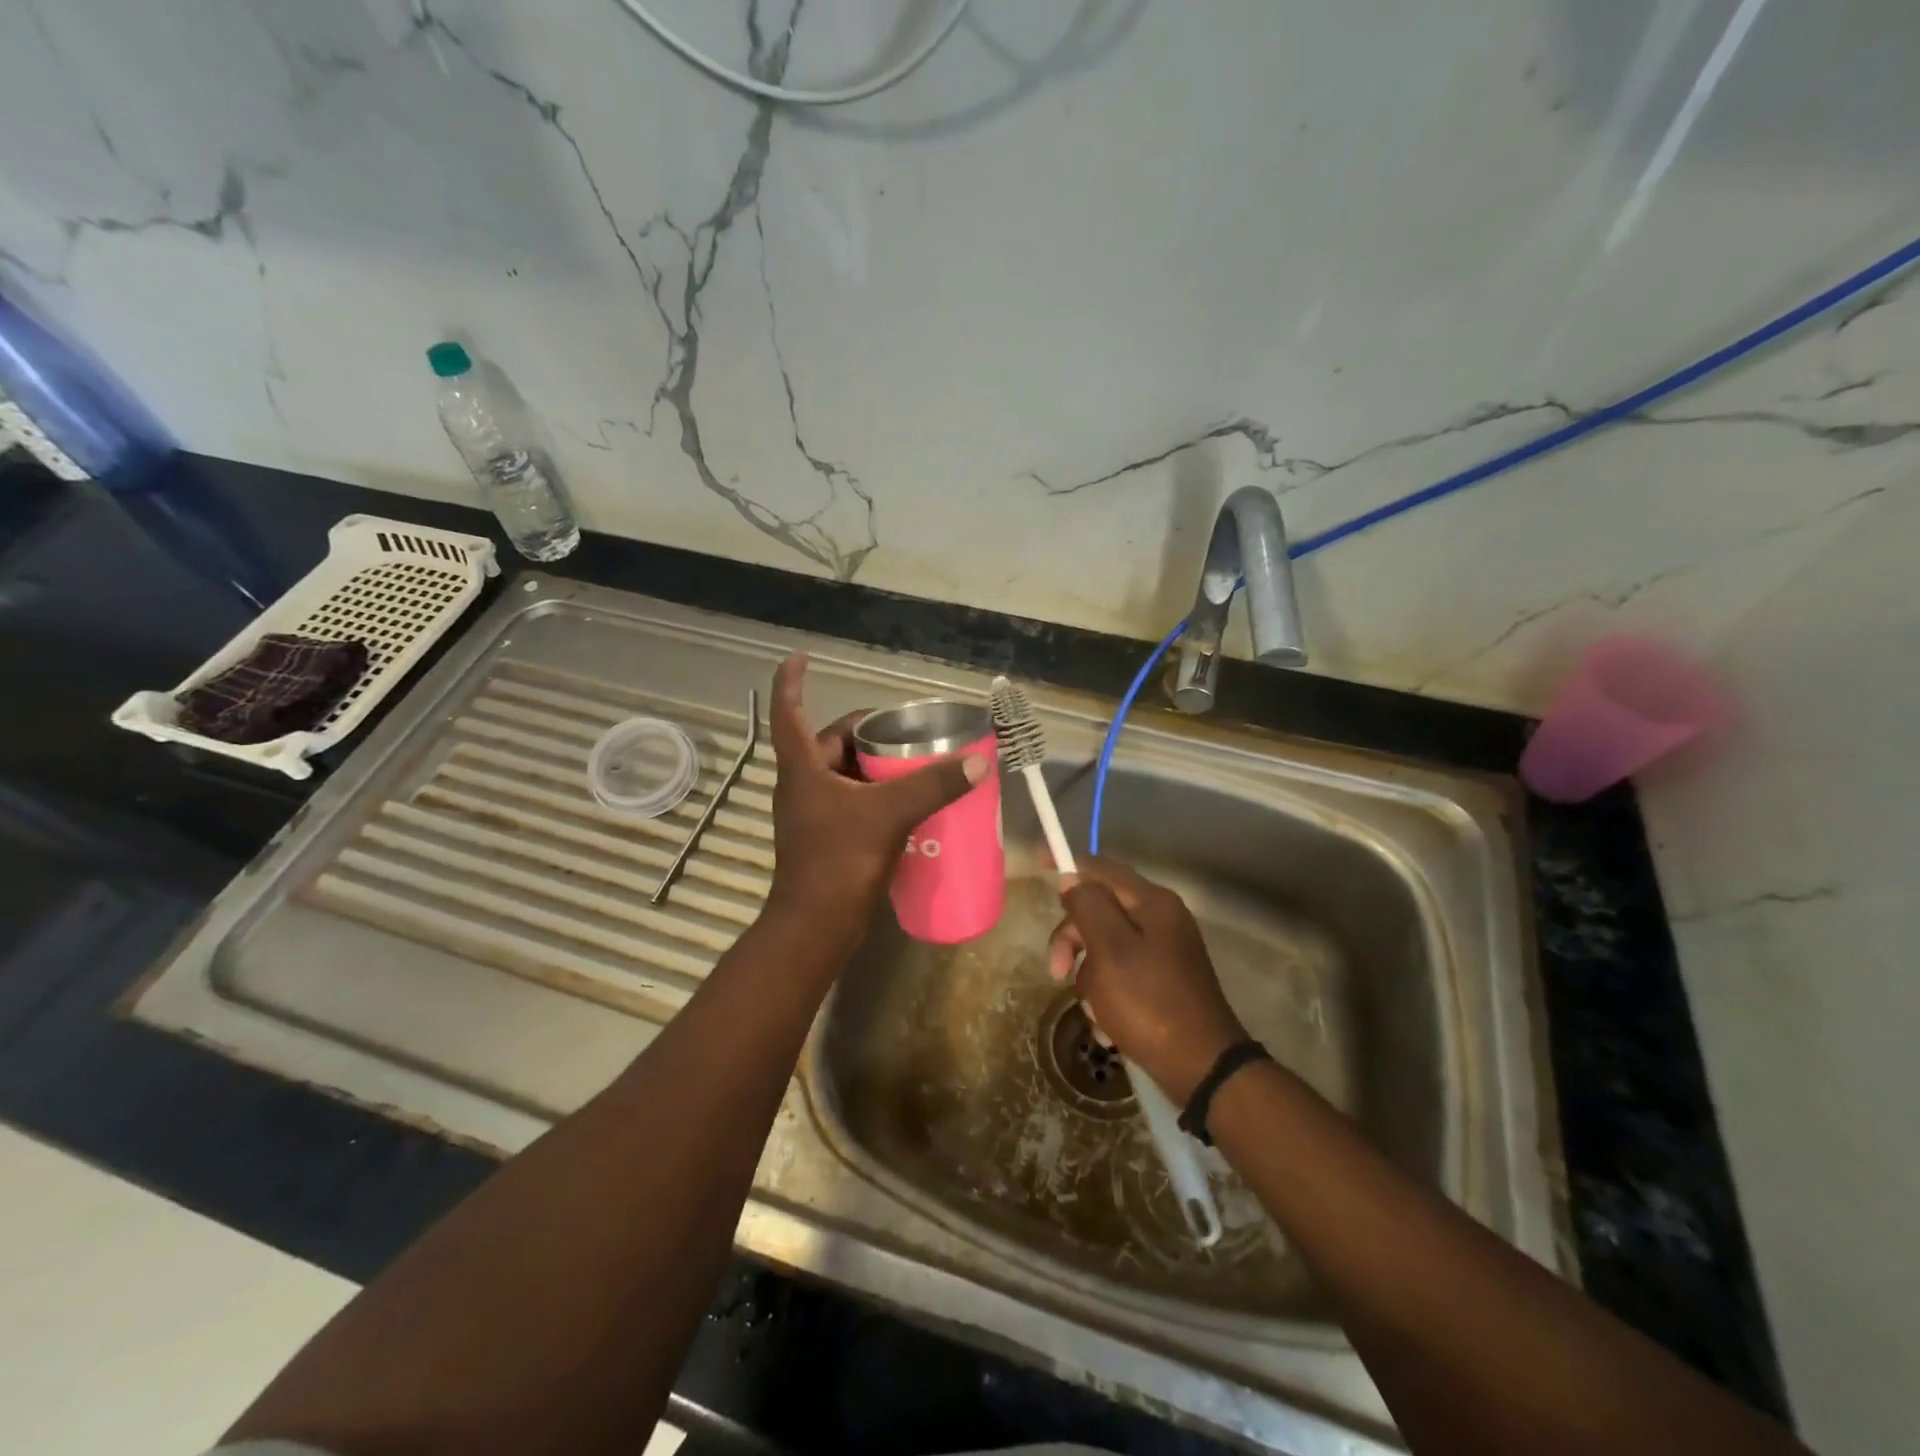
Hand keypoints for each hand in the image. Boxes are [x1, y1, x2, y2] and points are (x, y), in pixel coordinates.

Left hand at [765, 653, 989, 952]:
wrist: (816, 927)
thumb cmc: (839, 861)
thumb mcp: (889, 815)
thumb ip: (933, 785)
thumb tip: (977, 762)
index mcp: (802, 768)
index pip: (788, 711)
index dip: (791, 681)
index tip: (802, 656)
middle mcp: (802, 784)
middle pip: (831, 742)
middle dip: (866, 732)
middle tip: (906, 730)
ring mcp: (813, 813)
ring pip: (845, 774)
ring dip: (875, 765)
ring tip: (915, 762)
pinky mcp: (827, 838)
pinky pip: (854, 802)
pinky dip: (877, 794)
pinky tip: (908, 802)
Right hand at [1047, 857, 1248, 1104]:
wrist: (1202, 1069)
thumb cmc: (1150, 1003)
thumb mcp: (1110, 950)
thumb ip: (1087, 907)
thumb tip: (1071, 879)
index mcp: (1152, 903)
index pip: (1100, 868)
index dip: (1067, 864)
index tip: (1037, 862)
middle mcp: (1160, 920)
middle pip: (1098, 911)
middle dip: (1073, 941)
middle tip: (1058, 973)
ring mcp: (1163, 952)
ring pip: (1104, 948)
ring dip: (1089, 978)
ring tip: (1096, 1012)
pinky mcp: (1162, 982)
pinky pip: (1120, 976)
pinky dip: (1107, 997)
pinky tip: (1108, 1026)